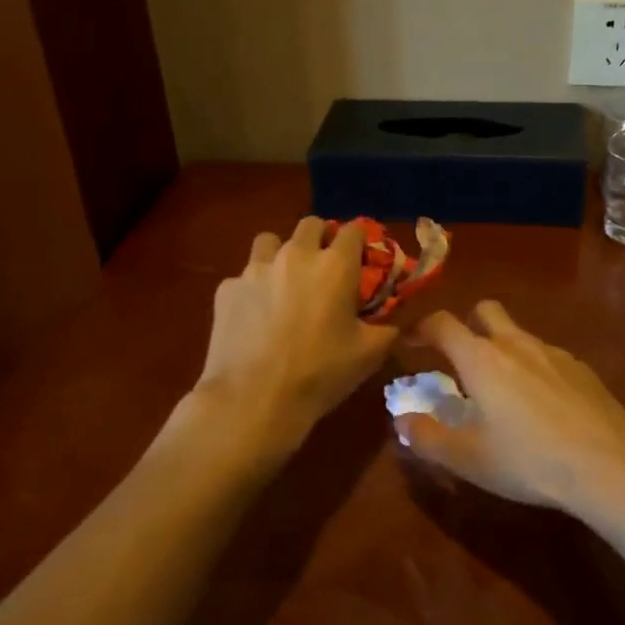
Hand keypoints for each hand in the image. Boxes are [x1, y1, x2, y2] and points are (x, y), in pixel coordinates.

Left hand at [195, 217, 396, 441]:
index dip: (360, 240)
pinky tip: (255, 316)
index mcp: (335, 266)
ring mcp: (256, 268)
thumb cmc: (319, 374)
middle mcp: (296, 255)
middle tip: (325, 269)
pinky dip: (254, 288)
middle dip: (321, 239)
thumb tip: (398, 319)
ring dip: (282, 253)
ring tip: (285, 282)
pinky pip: (244, 275)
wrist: (253, 399)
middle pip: (311, 225)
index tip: (362, 258)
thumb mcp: (369, 354)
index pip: (353, 229)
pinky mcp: (226, 288)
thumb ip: (389, 327)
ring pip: (271, 241)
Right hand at [395, 301, 624, 513]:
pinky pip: (547, 356)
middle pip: (485, 310)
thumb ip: (428, 438)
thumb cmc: (529, 461)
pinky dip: (534, 367)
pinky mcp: (581, 368)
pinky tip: (543, 404)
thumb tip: (402, 420)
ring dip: (502, 348)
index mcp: (481, 359)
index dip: (421, 328)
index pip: (442, 324)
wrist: (609, 463)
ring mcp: (553, 352)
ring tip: (502, 388)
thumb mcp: (468, 459)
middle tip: (460, 356)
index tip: (411, 341)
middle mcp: (515, 344)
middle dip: (467, 323)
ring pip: (518, 334)